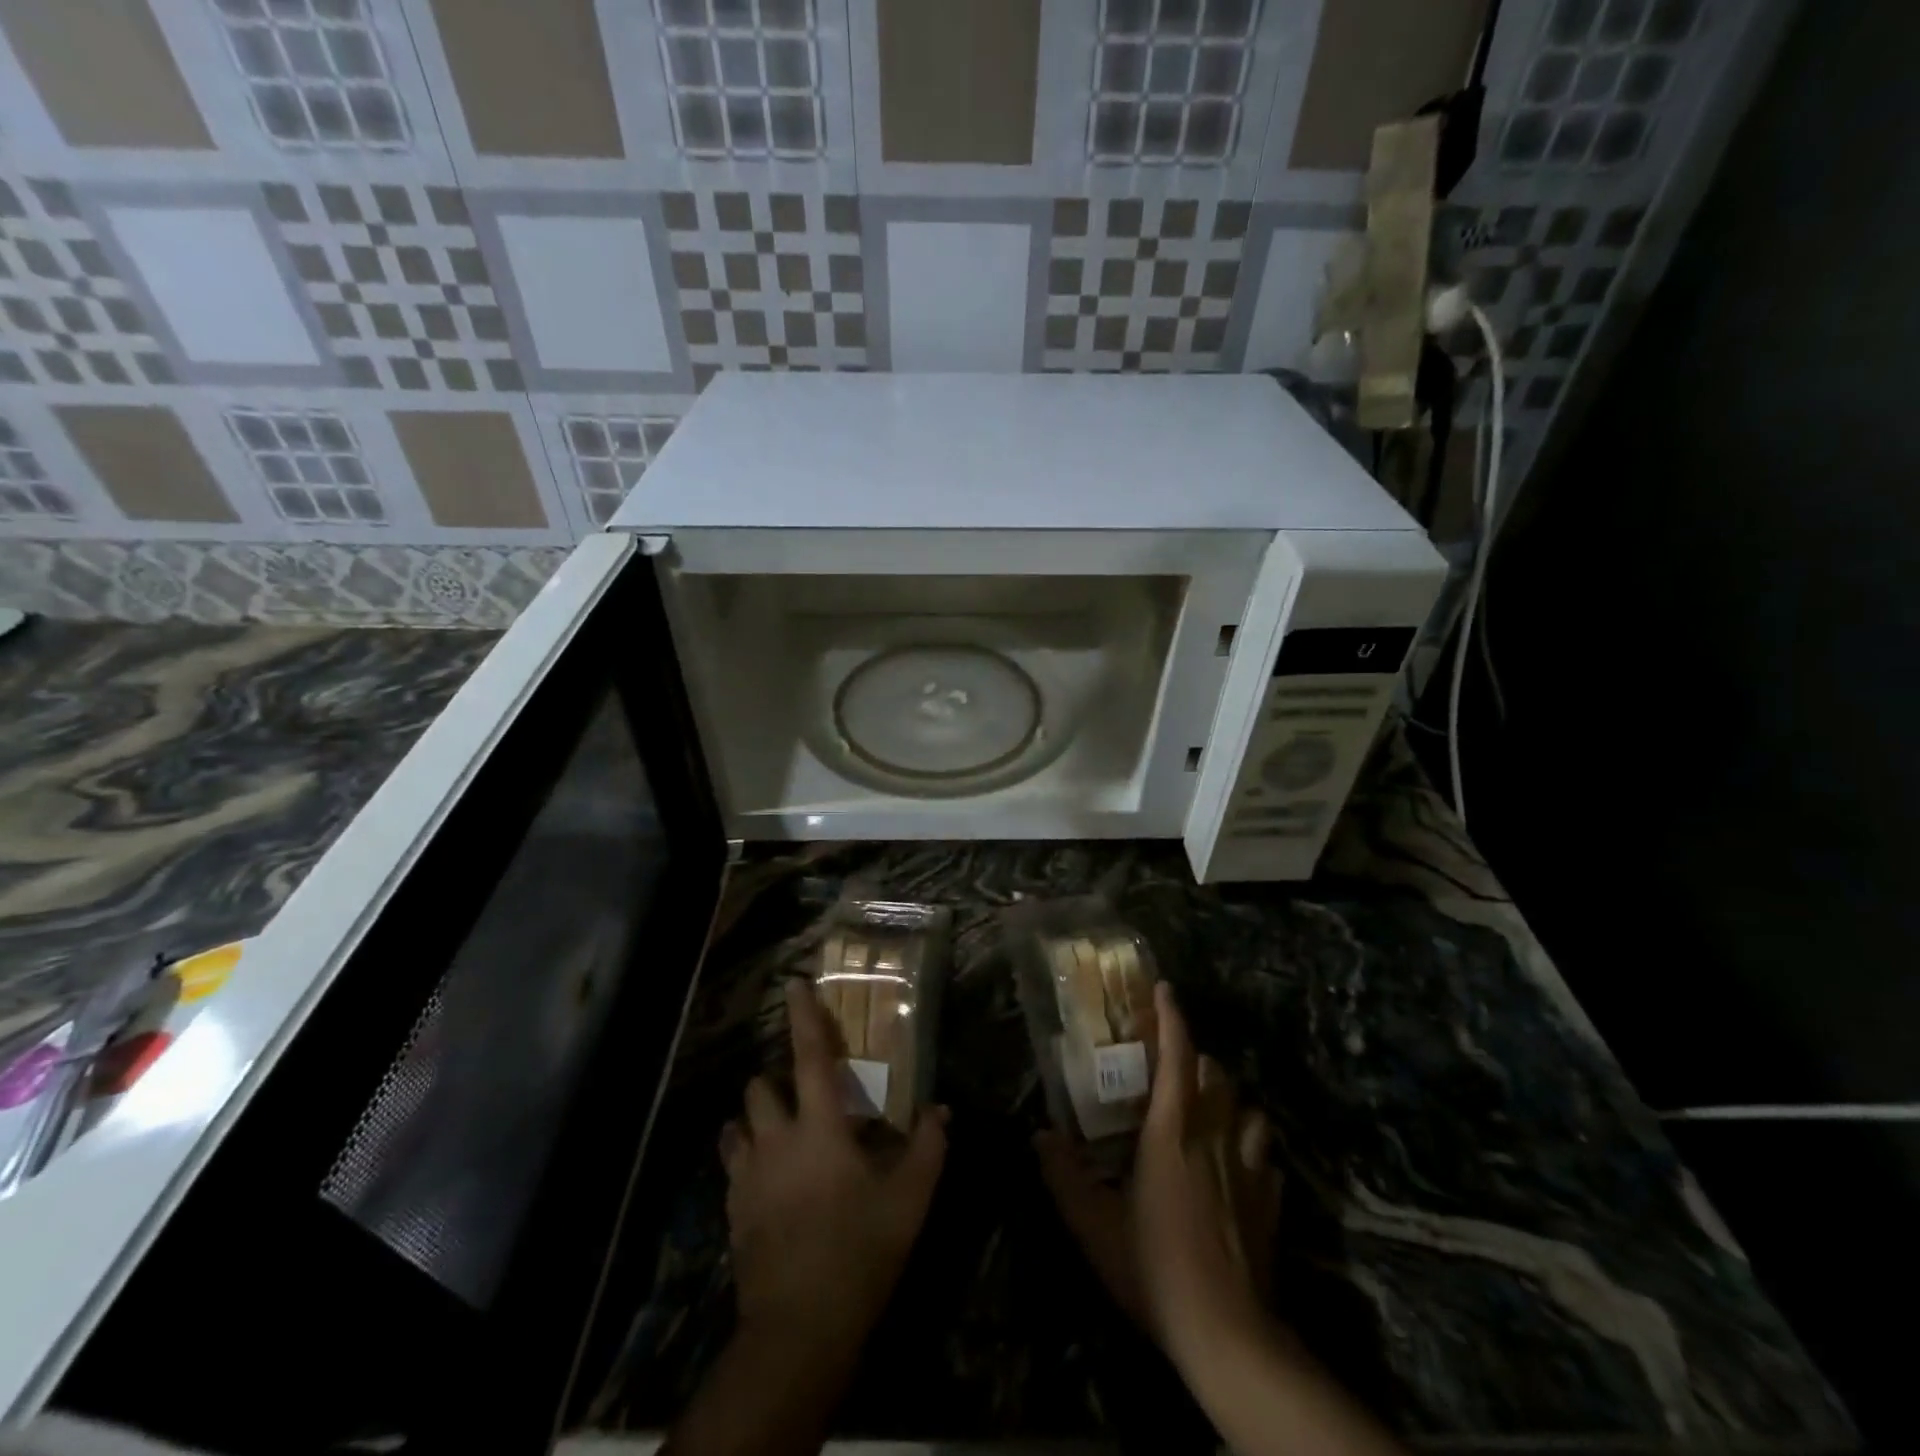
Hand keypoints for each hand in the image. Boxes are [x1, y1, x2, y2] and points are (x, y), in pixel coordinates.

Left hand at [720, 977, 947, 1367]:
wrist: (797, 1330)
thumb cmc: (859, 1252)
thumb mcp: (909, 1200)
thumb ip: (928, 1148)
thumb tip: (941, 1110)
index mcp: (819, 1127)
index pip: (808, 1057)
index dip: (803, 1016)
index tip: (793, 983)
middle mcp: (775, 1140)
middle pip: (758, 1087)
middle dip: (774, 1080)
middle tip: (801, 1094)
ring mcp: (747, 1176)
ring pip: (737, 1124)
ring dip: (754, 1119)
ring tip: (777, 1133)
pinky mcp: (732, 1211)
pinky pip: (732, 1166)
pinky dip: (746, 1158)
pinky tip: (767, 1180)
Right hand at [1036, 981, 1282, 1360]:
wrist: (1226, 1334)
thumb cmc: (1154, 1267)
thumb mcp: (1093, 1224)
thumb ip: (1063, 1175)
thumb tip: (1040, 1136)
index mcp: (1172, 1131)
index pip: (1177, 1057)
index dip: (1171, 1018)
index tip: (1165, 988)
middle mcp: (1215, 1137)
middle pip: (1217, 1075)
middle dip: (1198, 1061)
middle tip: (1174, 1069)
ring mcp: (1250, 1169)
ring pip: (1250, 1110)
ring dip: (1230, 1102)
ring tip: (1210, 1113)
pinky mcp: (1271, 1202)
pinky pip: (1267, 1158)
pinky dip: (1254, 1150)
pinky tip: (1240, 1167)